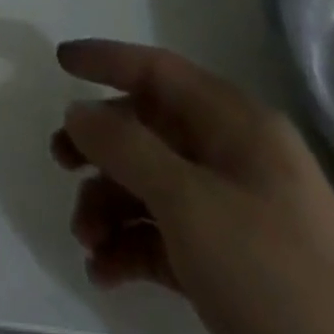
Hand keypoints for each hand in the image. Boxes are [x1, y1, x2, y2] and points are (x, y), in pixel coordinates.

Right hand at [51, 40, 333, 333]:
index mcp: (236, 126)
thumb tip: (78, 112)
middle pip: (149, 130)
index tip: (59, 62)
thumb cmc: (274, 274)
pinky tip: (105, 273)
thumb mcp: (188, 202)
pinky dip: (132, 248)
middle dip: (99, 148)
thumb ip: (123, 147)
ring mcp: (238, 216)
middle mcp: (235, 159)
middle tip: (58, 163)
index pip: (159, 70)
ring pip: (153, 187)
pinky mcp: (237, 270)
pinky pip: (169, 239)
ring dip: (109, 206)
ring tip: (85, 242)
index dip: (107, 60)